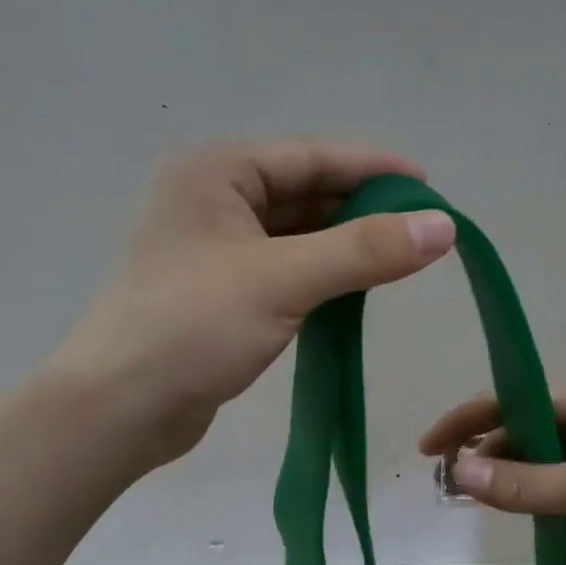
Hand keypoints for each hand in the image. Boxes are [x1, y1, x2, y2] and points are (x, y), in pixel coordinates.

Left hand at [60, 139, 455, 467]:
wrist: (121, 408)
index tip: (430, 187)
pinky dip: (321, 276)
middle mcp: (211, 200)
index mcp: (215, 172)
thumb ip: (364, 250)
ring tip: (399, 260)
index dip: (374, 169)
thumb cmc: (193, 328)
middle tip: (422, 231)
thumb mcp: (283, 280)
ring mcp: (214, 249)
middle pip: (304, 193)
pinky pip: (284, 270)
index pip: (311, 156)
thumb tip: (444, 227)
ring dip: (344, 245)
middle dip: (362, 210)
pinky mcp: (220, 294)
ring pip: (296, 235)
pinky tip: (355, 290)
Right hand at [419, 381, 565, 564]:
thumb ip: (523, 483)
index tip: (428, 449)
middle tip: (445, 485)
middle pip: (518, 432)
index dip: (465, 422)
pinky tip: (507, 513)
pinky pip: (553, 488)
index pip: (509, 404)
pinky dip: (527, 498)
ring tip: (465, 500)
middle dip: (481, 454)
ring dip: (502, 478)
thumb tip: (459, 474)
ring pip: (534, 463)